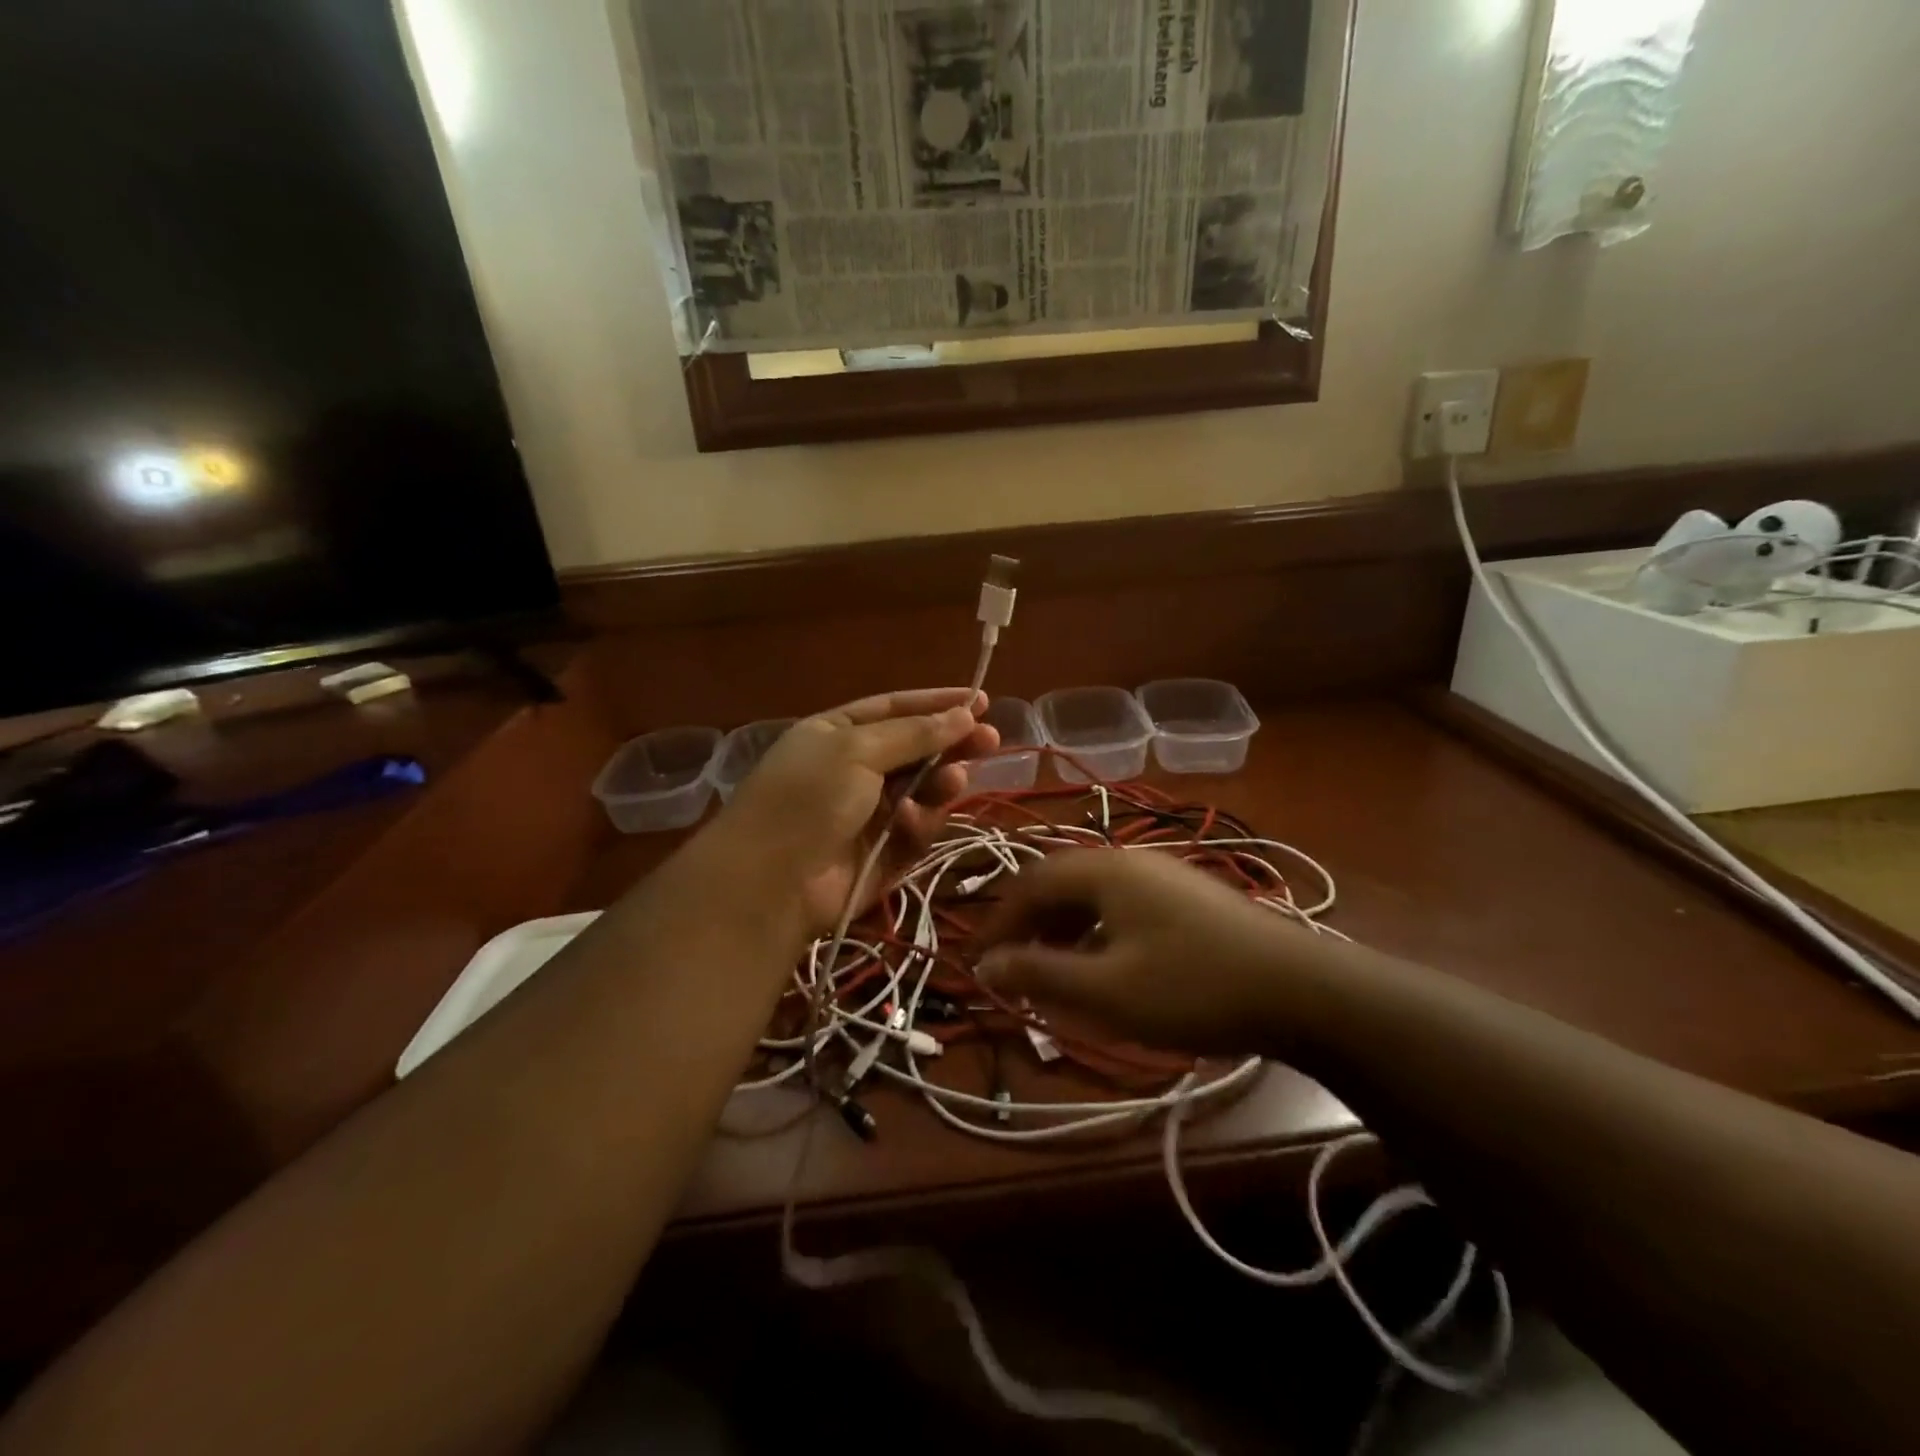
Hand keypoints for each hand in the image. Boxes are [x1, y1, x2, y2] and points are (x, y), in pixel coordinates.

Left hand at [720, 689, 998, 935]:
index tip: (980, 699)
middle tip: (991, 739)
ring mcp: (868, 814)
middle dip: (951, 743)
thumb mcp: (858, 749)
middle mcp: (852, 769)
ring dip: (940, 782)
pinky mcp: (883, 854)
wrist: (772, 882)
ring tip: (956, 779)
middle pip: (914, 750)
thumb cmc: (808, 797)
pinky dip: (919, 823)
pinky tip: (913, 819)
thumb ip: (915, 733)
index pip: (894, 709)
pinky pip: (915, 831)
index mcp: (835, 734)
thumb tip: (965, 712)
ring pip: (921, 791)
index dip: (936, 704)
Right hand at [976, 850, 1331, 1053]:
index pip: (1029, 884)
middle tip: (1011, 969)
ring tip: (1051, 972)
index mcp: (1102, 870)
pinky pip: (1121, 905)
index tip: (978, 961)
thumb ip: (1040, 973)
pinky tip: (1103, 965)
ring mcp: (1161, 875)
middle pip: (1059, 884)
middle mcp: (1128, 860)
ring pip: (1091, 895)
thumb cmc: (1193, 987)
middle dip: (1028, 926)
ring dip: (1061, 930)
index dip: (998, 922)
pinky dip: (1095, 932)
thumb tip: (985, 964)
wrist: (1300, 989)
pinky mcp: (1186, 896)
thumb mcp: (1107, 990)